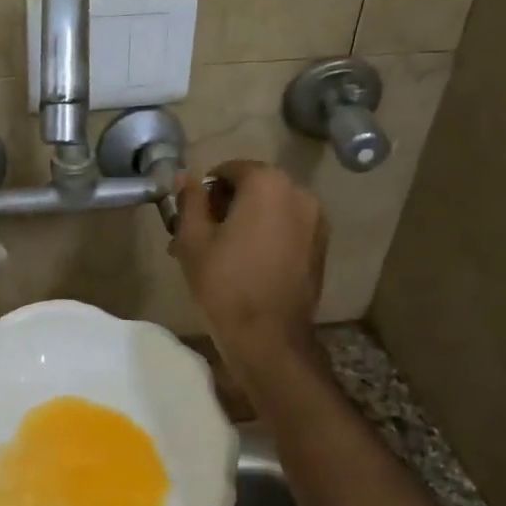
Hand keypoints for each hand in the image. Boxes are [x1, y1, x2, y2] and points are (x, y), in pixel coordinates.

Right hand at [170, 160, 327, 375]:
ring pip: (270, 209)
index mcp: (267, 184)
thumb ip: (189, 201)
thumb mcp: (193, 239)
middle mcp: (299, 193)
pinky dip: (266, 235)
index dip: (206, 190)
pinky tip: (246, 263)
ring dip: (245, 221)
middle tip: (200, 236)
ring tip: (220, 253)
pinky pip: (286, 228)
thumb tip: (184, 178)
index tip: (191, 216)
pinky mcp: (320, 246)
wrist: (268, 336)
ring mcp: (315, 220)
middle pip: (253, 187)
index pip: (229, 169)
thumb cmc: (225, 283)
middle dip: (226, 205)